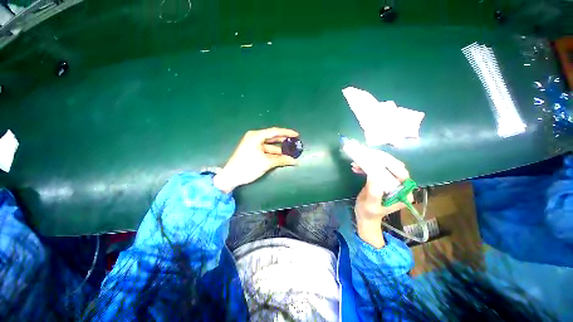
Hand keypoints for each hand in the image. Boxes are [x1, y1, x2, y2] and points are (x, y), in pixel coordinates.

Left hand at [213, 127, 298, 192]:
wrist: (231, 176)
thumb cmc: (248, 166)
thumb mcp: (266, 162)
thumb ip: (281, 160)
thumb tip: (294, 161)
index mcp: (256, 136)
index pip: (275, 132)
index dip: (287, 133)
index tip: (296, 135)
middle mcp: (254, 138)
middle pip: (272, 137)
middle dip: (284, 141)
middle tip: (294, 143)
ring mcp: (253, 144)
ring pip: (270, 145)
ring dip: (279, 149)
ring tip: (290, 153)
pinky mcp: (252, 151)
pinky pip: (266, 150)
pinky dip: (273, 154)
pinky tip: (281, 157)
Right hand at [351, 150, 411, 247]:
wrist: (365, 216)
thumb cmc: (369, 213)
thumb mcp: (371, 204)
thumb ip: (374, 192)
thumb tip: (373, 175)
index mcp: (403, 192)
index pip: (401, 173)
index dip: (390, 164)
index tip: (376, 158)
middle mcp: (399, 185)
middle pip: (392, 167)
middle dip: (378, 160)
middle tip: (364, 156)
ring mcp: (390, 182)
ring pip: (382, 166)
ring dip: (369, 163)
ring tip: (355, 164)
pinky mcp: (381, 180)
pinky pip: (375, 169)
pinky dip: (366, 167)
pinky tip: (356, 167)